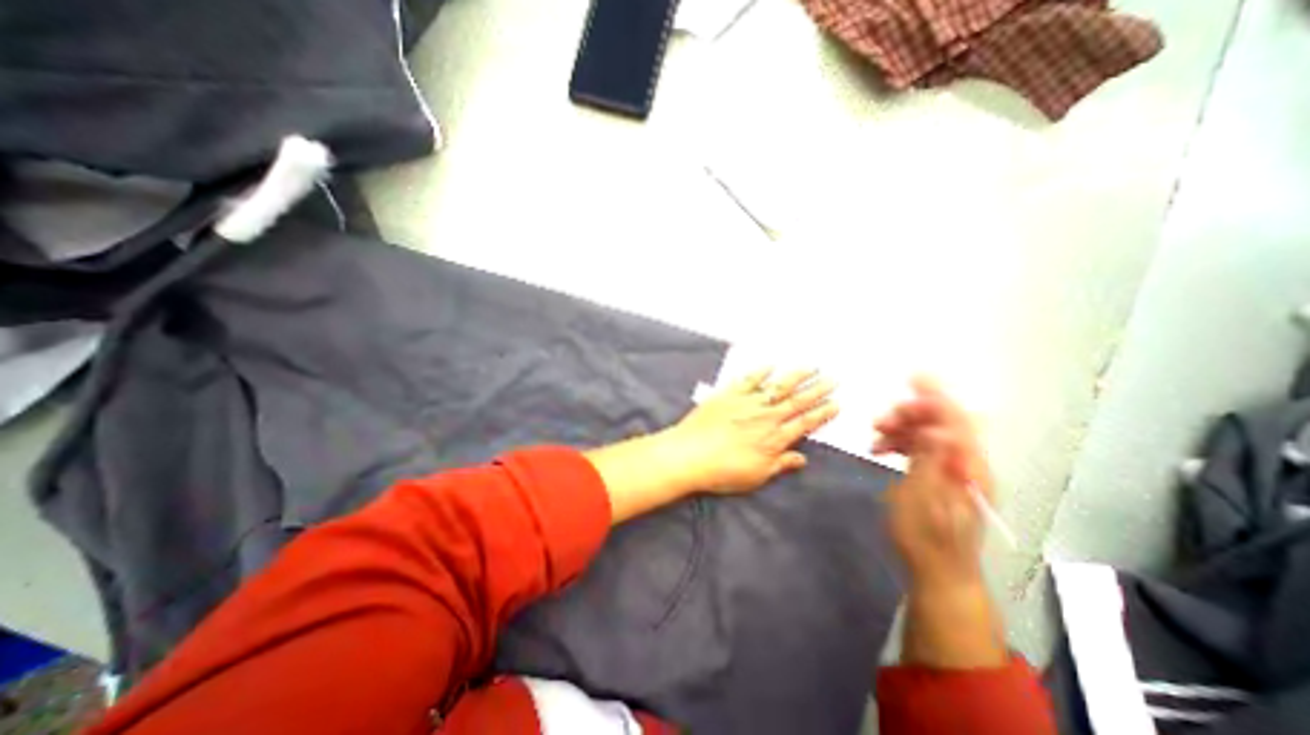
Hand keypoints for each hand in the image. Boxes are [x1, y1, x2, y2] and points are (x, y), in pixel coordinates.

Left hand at [665, 368, 837, 493]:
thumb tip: (802, 458)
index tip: (836, 403)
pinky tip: (771, 365)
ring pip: (777, 386)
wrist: (689, 455)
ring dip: (796, 376)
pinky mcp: (729, 394)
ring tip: (812, 366)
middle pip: (796, 401)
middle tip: (834, 379)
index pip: (805, 423)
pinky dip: (761, 371)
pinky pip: (749, 379)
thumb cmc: (722, 471)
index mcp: (774, 438)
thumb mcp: (756, 476)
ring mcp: (747, 402)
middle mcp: (765, 416)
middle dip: (817, 390)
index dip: (821, 413)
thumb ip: (780, 464)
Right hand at [880, 378, 993, 590]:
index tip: (913, 377)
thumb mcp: (923, 500)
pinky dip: (900, 443)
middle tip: (879, 421)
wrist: (938, 572)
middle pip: (941, 423)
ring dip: (901, 428)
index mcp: (967, 467)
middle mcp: (966, 463)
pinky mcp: (940, 476)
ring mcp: (954, 470)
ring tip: (874, 436)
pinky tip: (880, 448)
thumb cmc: (927, 539)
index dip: (937, 396)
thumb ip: (931, 462)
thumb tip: (938, 429)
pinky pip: (921, 448)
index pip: (957, 420)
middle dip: (909, 414)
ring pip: (928, 433)